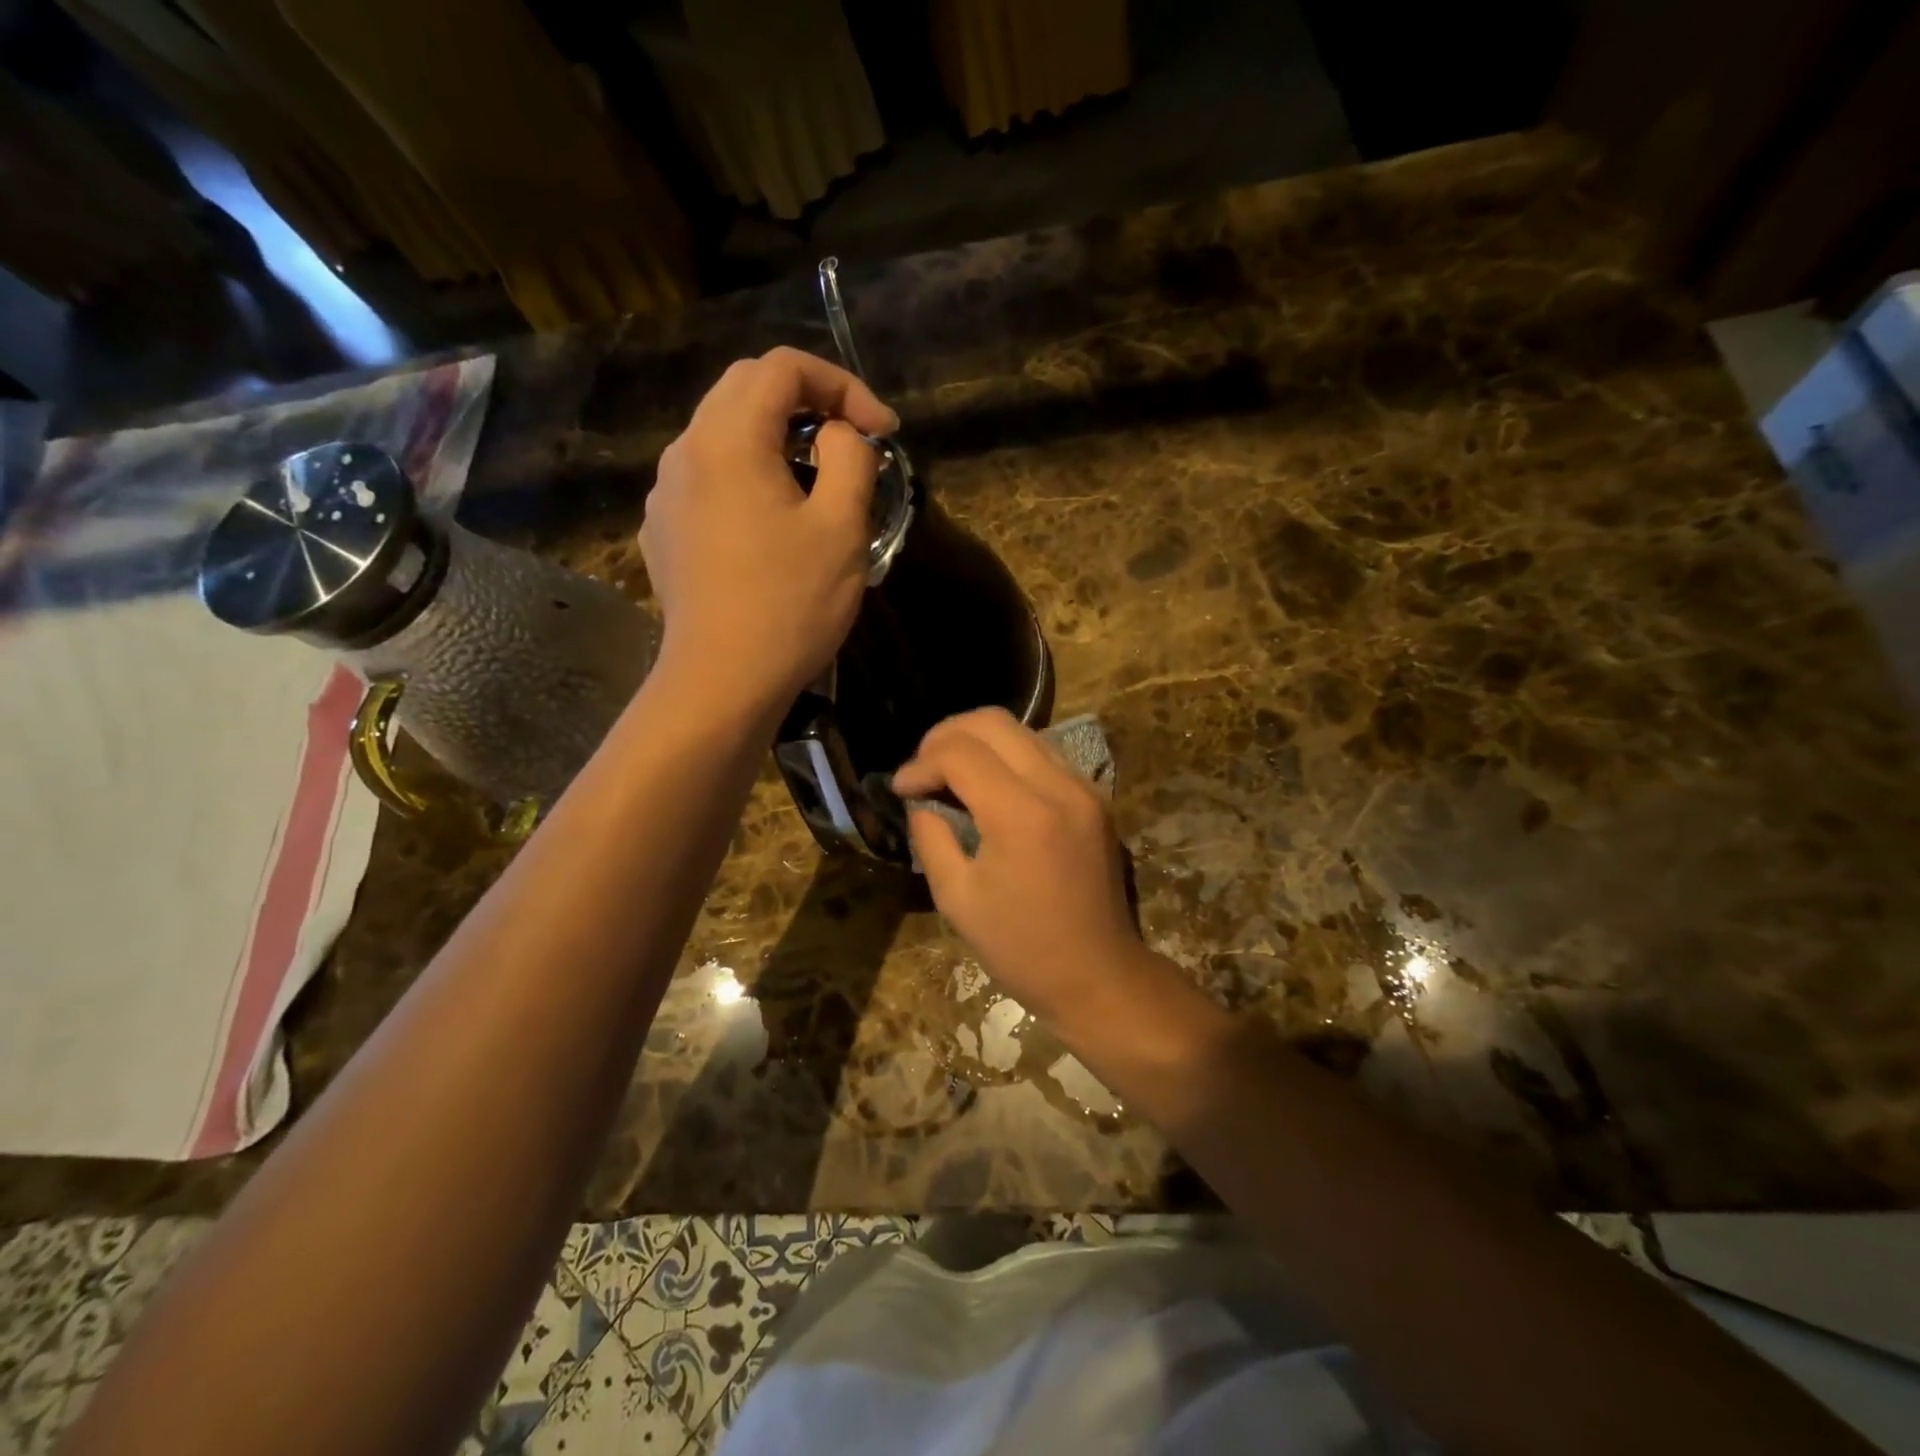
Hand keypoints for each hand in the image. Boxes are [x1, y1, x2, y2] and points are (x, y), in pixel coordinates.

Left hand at [641, 347, 898, 712]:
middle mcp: (685, 451)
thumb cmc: (789, 605)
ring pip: (724, 434)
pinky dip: (748, 477)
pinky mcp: (664, 531)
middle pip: (746, 390)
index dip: (843, 386)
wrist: (721, 682)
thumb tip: (839, 436)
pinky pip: (708, 479)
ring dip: (777, 440)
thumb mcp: (841, 528)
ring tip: (818, 482)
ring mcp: (666, 494)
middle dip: (808, 403)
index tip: (882, 432)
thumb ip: (849, 459)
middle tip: (853, 442)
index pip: (783, 367)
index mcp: (728, 439)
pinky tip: (772, 523)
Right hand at [892, 709, 1141, 1020]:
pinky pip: (1044, 753)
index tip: (901, 788)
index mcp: (1022, 814)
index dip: (921, 764)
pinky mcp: (1095, 797)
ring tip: (950, 772)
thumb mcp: (957, 899)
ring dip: (978, 741)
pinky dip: (1008, 756)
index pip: (960, 754)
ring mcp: (1084, 787)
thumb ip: (932, 838)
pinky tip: (989, 784)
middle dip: (946, 735)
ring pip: (1022, 730)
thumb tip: (920, 801)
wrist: (1099, 975)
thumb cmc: (1022, 948)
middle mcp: (1058, 786)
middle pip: (993, 722)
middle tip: (922, 768)